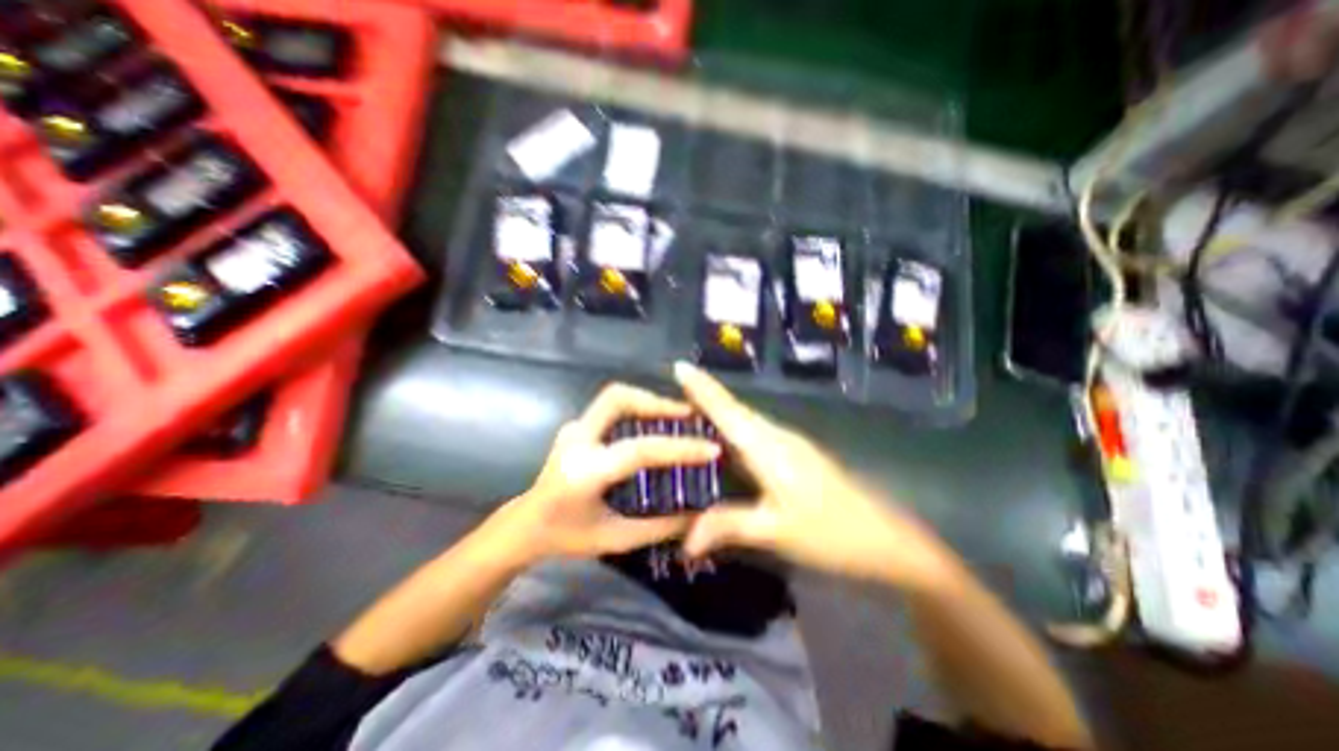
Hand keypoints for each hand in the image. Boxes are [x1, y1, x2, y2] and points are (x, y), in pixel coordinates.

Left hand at [492, 382, 721, 563]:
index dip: (678, 447)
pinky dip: (636, 409)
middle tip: (687, 416)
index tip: (711, 448)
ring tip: (676, 417)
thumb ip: (659, 527)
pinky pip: (610, 408)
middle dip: (656, 401)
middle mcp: (577, 441)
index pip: (638, 450)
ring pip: (614, 397)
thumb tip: (700, 515)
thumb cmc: (567, 536)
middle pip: (618, 398)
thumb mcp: (616, 538)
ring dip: (647, 401)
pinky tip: (652, 425)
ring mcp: (573, 429)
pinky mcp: (575, 427)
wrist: (525, 525)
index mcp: (585, 472)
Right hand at [680, 360, 949, 590]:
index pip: (728, 410)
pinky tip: (721, 443)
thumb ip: (728, 525)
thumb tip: (683, 539)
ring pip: (745, 422)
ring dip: (718, 412)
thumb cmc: (831, 532)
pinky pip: (753, 435)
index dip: (702, 388)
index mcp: (768, 447)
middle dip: (704, 396)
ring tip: (686, 412)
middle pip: (734, 410)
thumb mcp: (775, 531)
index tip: (679, 366)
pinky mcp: (793, 456)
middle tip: (671, 393)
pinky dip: (732, 431)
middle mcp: (776, 437)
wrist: (884, 539)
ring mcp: (788, 445)